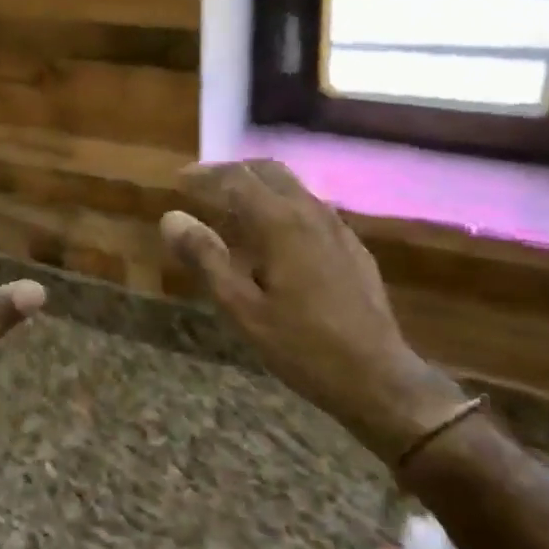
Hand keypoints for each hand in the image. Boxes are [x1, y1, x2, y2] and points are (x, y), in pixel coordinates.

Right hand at [160, 160, 467, 464]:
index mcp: (281, 222)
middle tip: (204, 188)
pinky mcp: (352, 246)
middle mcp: (311, 212)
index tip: (178, 180)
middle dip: (233, 173)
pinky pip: (311, 209)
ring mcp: (338, 227)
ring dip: (259, 187)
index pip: (236, 179)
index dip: (204, 175)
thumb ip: (206, 258)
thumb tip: (171, 218)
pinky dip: (283, 206)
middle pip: (268, 171)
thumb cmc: (301, 346)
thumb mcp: (242, 309)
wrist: (377, 377)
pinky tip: (275, 238)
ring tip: (233, 209)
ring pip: (293, 187)